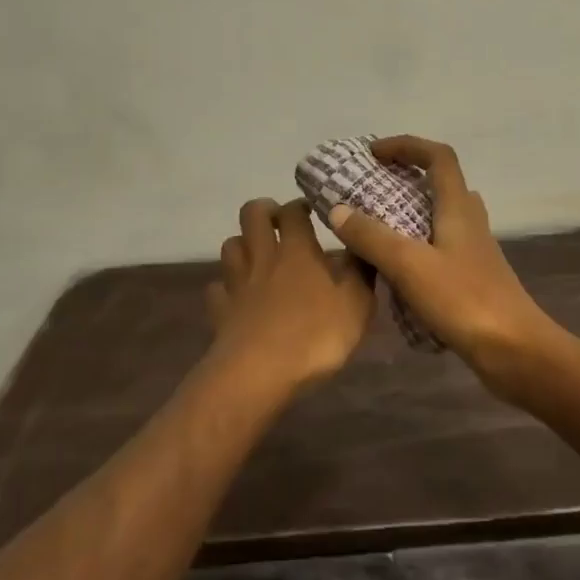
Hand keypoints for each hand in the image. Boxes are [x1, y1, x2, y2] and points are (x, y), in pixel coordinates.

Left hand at [205, 198, 374, 389]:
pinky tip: (237, 297)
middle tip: (280, 222)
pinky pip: (217, 288)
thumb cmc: (315, 336)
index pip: (293, 211)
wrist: (259, 374)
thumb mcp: (357, 305)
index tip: (313, 210)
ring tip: (258, 255)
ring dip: (243, 244)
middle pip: (251, 214)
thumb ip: (361, 272)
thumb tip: (362, 246)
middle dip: (264, 210)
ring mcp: (237, 284)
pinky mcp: (220, 311)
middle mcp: (264, 258)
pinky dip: (226, 287)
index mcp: (297, 251)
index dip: (301, 205)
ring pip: (230, 246)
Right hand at [324, 137, 557, 383]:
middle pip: (440, 184)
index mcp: (459, 208)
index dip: (407, 145)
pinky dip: (415, 249)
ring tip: (374, 229)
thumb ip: (372, 236)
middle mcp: (470, 222)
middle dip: (404, 179)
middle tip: (369, 191)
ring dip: (409, 214)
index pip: (438, 157)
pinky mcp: (473, 279)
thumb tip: (338, 210)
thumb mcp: (410, 265)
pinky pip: (439, 250)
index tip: (373, 153)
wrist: (516, 351)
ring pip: (440, 218)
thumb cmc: (464, 301)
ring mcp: (474, 252)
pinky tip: (393, 272)